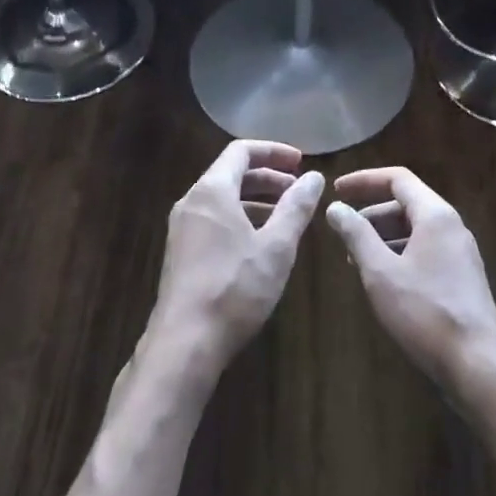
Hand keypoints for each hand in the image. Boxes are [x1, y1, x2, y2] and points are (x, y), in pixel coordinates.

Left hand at [151, 141, 324, 371]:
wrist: (184, 344)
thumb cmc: (234, 288)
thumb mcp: (276, 246)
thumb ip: (296, 207)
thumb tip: (314, 177)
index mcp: (212, 191)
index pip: (241, 151)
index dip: (274, 151)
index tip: (301, 162)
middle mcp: (192, 202)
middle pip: (231, 173)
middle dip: (268, 177)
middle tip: (299, 190)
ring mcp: (182, 229)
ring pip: (223, 199)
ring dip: (256, 199)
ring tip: (286, 216)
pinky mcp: (181, 253)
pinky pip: (214, 220)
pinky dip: (240, 219)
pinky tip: (260, 243)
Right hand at [326, 167, 495, 390]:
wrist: (477, 364)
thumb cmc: (425, 312)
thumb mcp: (381, 272)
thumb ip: (357, 235)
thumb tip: (336, 208)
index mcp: (435, 215)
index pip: (398, 179)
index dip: (364, 180)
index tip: (336, 190)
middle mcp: (452, 226)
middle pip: (407, 204)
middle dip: (371, 214)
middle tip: (342, 234)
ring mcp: (460, 252)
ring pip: (415, 230)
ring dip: (384, 237)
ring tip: (356, 260)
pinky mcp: (462, 276)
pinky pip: (426, 250)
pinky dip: (400, 254)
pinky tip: (383, 280)